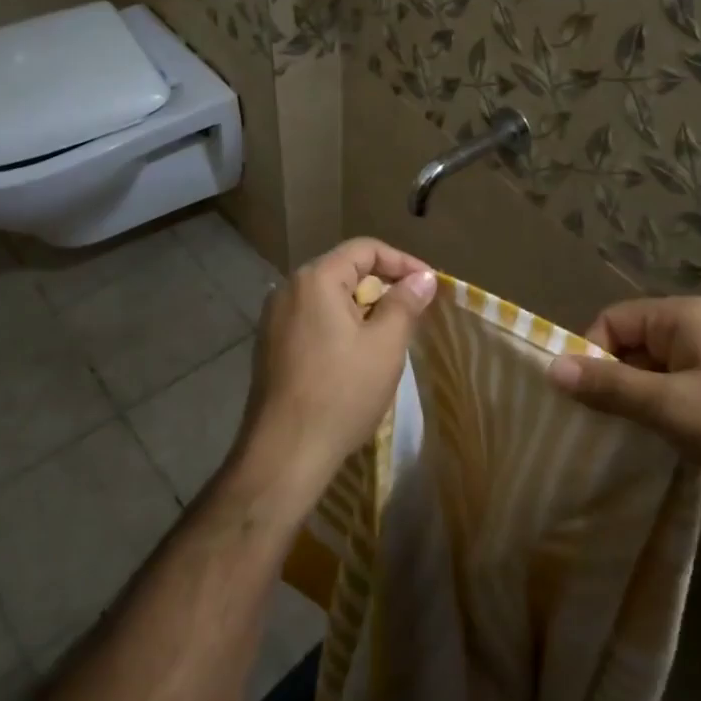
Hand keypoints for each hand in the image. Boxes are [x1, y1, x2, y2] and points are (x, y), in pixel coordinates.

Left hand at [232, 237, 437, 512]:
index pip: (365, 249)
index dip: (403, 262)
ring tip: (391, 336)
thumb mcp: (385, 345)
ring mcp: (274, 320)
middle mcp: (288, 290)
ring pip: (329, 298)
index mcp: (315, 279)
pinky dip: (340, 327)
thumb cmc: (341, 392)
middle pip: (345, 271)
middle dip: (383, 286)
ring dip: (363, 309)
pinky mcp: (270, 347)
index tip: (429, 286)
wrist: (285, 452)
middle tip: (414, 313)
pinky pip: (313, 321)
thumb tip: (423, 277)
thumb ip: (405, 303)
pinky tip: (357, 357)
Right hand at [546, 296, 700, 515]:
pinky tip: (657, 446)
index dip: (590, 354)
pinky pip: (677, 396)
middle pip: (631, 346)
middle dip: (610, 382)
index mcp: (683, 318)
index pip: (612, 321)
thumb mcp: (669, 405)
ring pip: (653, 375)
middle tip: (595, 425)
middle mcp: (698, 332)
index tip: (583, 399)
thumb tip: (550, 367)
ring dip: (634, 403)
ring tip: (623, 439)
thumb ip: (609, 386)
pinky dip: (660, 416)